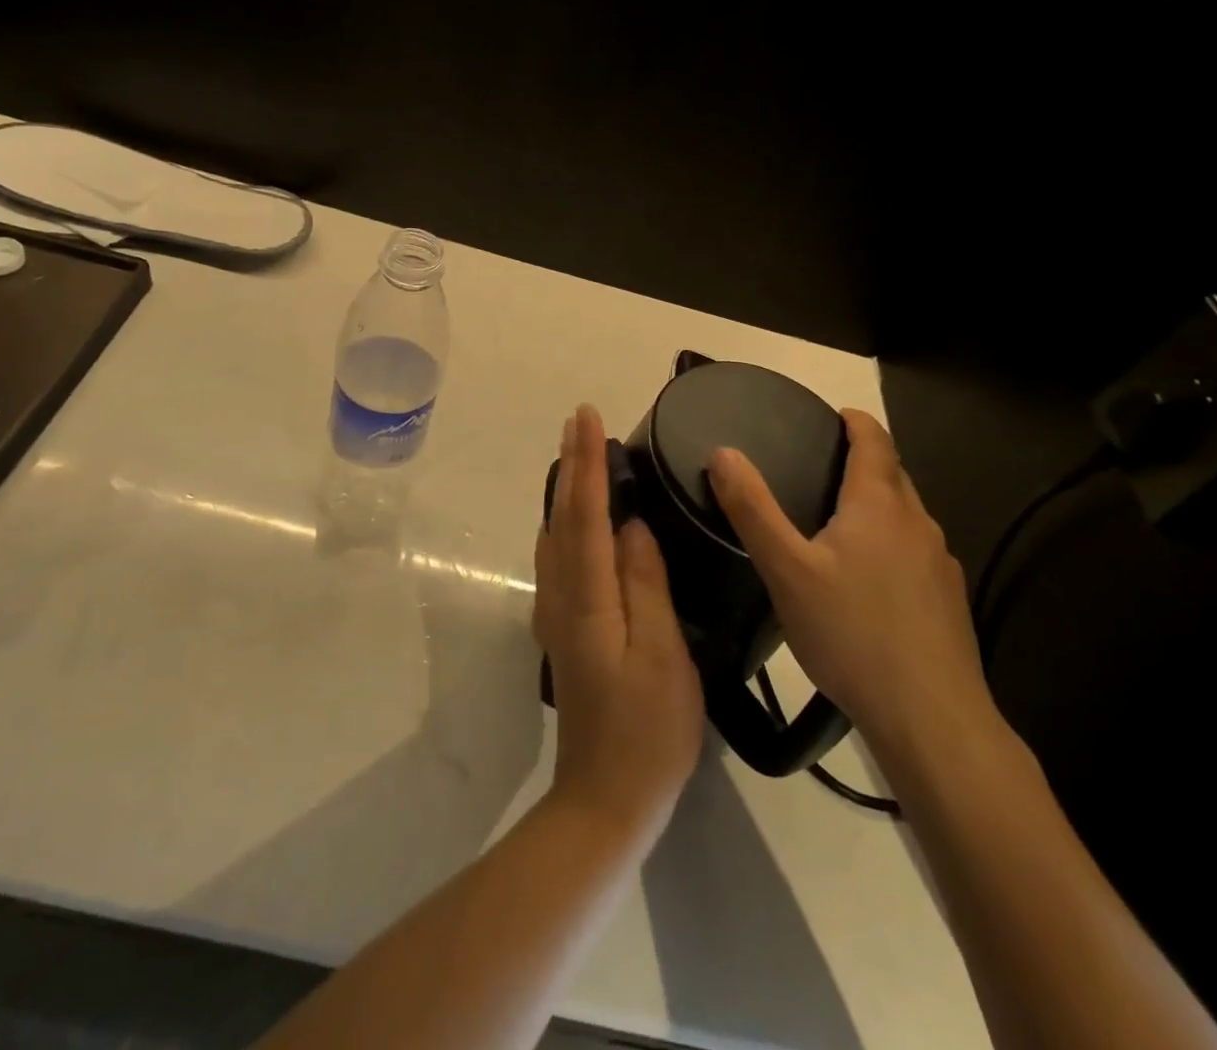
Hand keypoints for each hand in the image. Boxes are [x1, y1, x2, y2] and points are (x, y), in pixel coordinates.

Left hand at [534, 405, 703, 845]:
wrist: (605, 799)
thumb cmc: (647, 730)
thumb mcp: (662, 656)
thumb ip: (643, 584)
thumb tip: (630, 525)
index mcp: (587, 598)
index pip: (584, 514)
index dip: (586, 462)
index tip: (586, 416)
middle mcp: (561, 596)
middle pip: (561, 516)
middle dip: (570, 464)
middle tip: (580, 420)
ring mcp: (556, 614)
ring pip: (555, 534)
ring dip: (566, 489)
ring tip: (581, 454)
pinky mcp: (562, 629)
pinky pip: (559, 556)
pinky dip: (567, 521)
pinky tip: (579, 517)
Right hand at [707, 409, 992, 759]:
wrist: (931, 717)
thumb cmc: (852, 632)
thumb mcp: (786, 569)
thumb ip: (752, 508)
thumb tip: (723, 452)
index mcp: (879, 505)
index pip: (875, 441)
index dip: (856, 421)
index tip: (835, 414)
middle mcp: (917, 524)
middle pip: (894, 475)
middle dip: (865, 460)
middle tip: (821, 464)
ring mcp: (940, 564)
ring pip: (906, 516)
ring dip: (877, 504)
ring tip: (837, 519)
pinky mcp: (948, 601)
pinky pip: (915, 552)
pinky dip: (890, 544)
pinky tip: (867, 579)